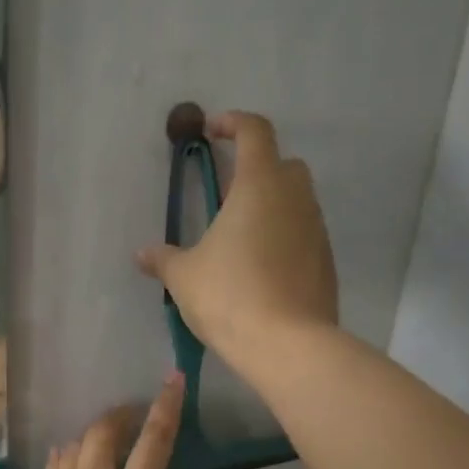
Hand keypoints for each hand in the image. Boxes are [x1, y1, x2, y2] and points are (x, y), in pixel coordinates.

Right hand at [136, 111, 337, 367]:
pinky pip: (304, 235)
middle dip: (258, 168)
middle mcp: (295, 199)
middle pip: (283, 164)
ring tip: (241, 236)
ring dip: (272, 206)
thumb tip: (142, 254)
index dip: (233, 123)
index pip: (255, 132)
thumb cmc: (229, 295)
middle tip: (227, 193)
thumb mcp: (184, 277)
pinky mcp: (326, 262)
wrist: (287, 344)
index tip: (212, 131)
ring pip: (297, 201)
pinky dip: (285, 238)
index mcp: (259, 185)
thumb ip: (163, 259)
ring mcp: (316, 230)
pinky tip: (261, 268)